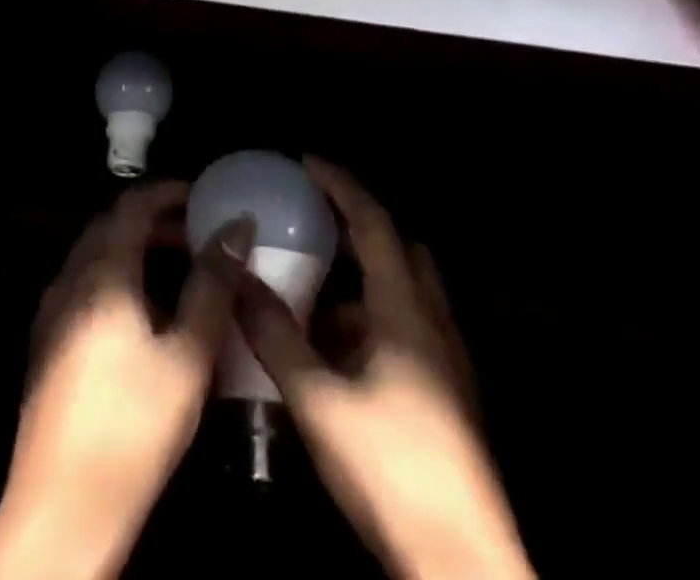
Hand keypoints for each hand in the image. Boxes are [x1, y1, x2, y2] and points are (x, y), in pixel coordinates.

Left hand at [0, 182, 252, 579]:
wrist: (62, 508)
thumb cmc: (134, 426)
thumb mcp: (187, 355)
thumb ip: (212, 285)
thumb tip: (237, 227)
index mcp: (102, 272)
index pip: (132, 205)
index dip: (168, 193)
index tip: (203, 196)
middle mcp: (70, 279)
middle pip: (112, 226)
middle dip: (155, 221)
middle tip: (198, 234)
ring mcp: (53, 311)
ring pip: (97, 256)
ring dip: (136, 250)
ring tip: (181, 271)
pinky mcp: (49, 341)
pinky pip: (86, 284)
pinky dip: (118, 277)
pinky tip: (146, 314)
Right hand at [233, 158, 534, 579]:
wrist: (462, 566)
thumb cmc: (390, 468)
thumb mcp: (318, 399)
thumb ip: (275, 334)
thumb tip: (236, 277)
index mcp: (405, 308)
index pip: (373, 221)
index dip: (340, 184)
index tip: (307, 161)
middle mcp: (431, 321)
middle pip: (398, 249)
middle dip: (357, 226)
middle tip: (314, 220)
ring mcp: (445, 361)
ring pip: (402, 294)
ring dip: (361, 279)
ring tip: (313, 288)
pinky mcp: (446, 395)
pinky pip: (405, 330)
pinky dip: (370, 320)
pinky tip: (335, 351)